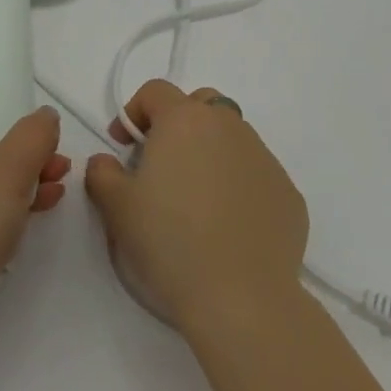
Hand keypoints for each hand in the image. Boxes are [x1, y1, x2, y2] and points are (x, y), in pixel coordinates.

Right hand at [85, 79, 308, 336]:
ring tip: (194, 197)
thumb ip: (102, 172)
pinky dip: (238, 184)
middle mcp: (229, 128)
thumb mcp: (116, 206)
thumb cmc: (169, 241)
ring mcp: (265, 159)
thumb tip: (107, 162)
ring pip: (232, 138)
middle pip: (202, 104)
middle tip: (161, 161)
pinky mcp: (288, 193)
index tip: (123, 146)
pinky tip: (226, 224)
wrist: (241, 298)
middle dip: (179, 122)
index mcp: (185, 120)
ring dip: (210, 152)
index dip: (134, 112)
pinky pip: (255, 174)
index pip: (156, 91)